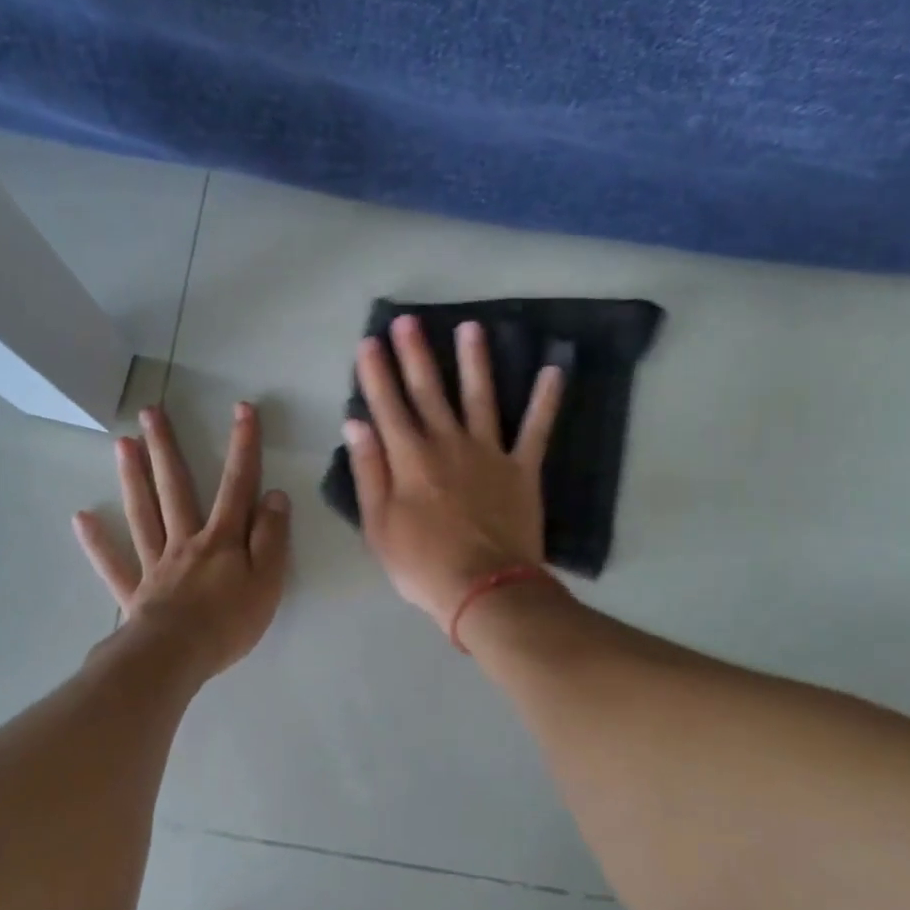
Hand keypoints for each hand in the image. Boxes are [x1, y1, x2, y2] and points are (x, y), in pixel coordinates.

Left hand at [74, 401, 290, 680]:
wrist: (176, 657)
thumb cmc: (229, 622)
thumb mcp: (268, 580)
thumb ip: (271, 537)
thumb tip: (274, 496)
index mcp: (221, 539)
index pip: (237, 485)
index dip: (243, 446)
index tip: (243, 409)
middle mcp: (186, 541)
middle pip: (176, 488)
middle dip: (167, 448)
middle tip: (150, 411)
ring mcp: (156, 564)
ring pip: (143, 514)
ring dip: (134, 477)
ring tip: (123, 443)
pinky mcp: (135, 591)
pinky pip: (114, 563)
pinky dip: (98, 542)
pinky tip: (83, 518)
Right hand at [345, 315, 563, 628]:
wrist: (484, 588)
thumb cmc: (422, 564)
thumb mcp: (379, 525)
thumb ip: (369, 472)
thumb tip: (356, 424)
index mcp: (409, 459)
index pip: (387, 406)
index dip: (376, 373)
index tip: (370, 342)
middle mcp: (447, 444)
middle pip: (428, 392)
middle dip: (415, 354)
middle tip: (408, 320)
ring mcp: (489, 453)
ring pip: (479, 397)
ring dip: (474, 361)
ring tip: (471, 327)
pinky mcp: (522, 469)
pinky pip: (536, 429)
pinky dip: (545, 400)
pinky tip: (553, 369)